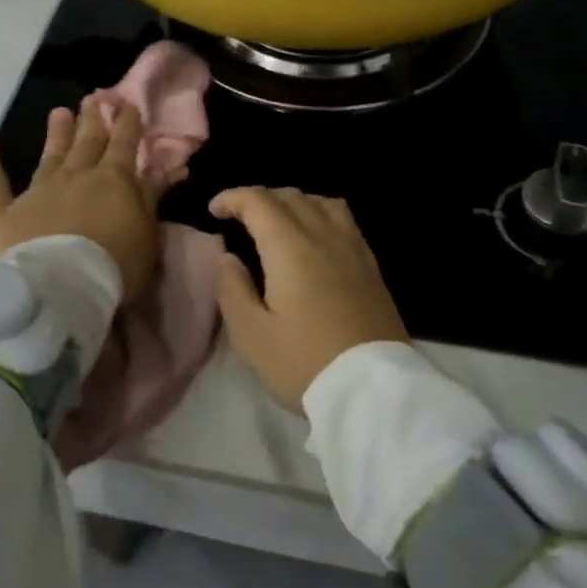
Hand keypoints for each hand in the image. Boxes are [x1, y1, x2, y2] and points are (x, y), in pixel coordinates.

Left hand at [0, 97, 163, 298]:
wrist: (62, 289)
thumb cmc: (115, 265)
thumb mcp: (148, 233)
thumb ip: (153, 196)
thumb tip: (169, 166)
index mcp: (113, 180)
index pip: (124, 143)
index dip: (127, 123)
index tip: (128, 104)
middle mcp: (75, 175)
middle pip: (87, 142)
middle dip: (93, 119)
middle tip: (94, 98)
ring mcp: (39, 191)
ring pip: (50, 155)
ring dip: (57, 133)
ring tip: (60, 112)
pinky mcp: (6, 211)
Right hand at [209, 187, 408, 413]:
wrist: (372, 391)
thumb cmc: (304, 363)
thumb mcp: (251, 335)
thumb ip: (232, 289)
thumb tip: (226, 257)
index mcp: (290, 248)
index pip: (259, 202)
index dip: (233, 198)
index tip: (214, 210)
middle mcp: (324, 237)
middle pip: (291, 197)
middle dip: (260, 198)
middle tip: (240, 218)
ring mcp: (354, 249)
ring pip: (322, 203)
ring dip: (294, 202)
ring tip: (278, 222)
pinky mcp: (372, 267)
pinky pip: (345, 221)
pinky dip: (321, 215)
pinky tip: (316, 238)